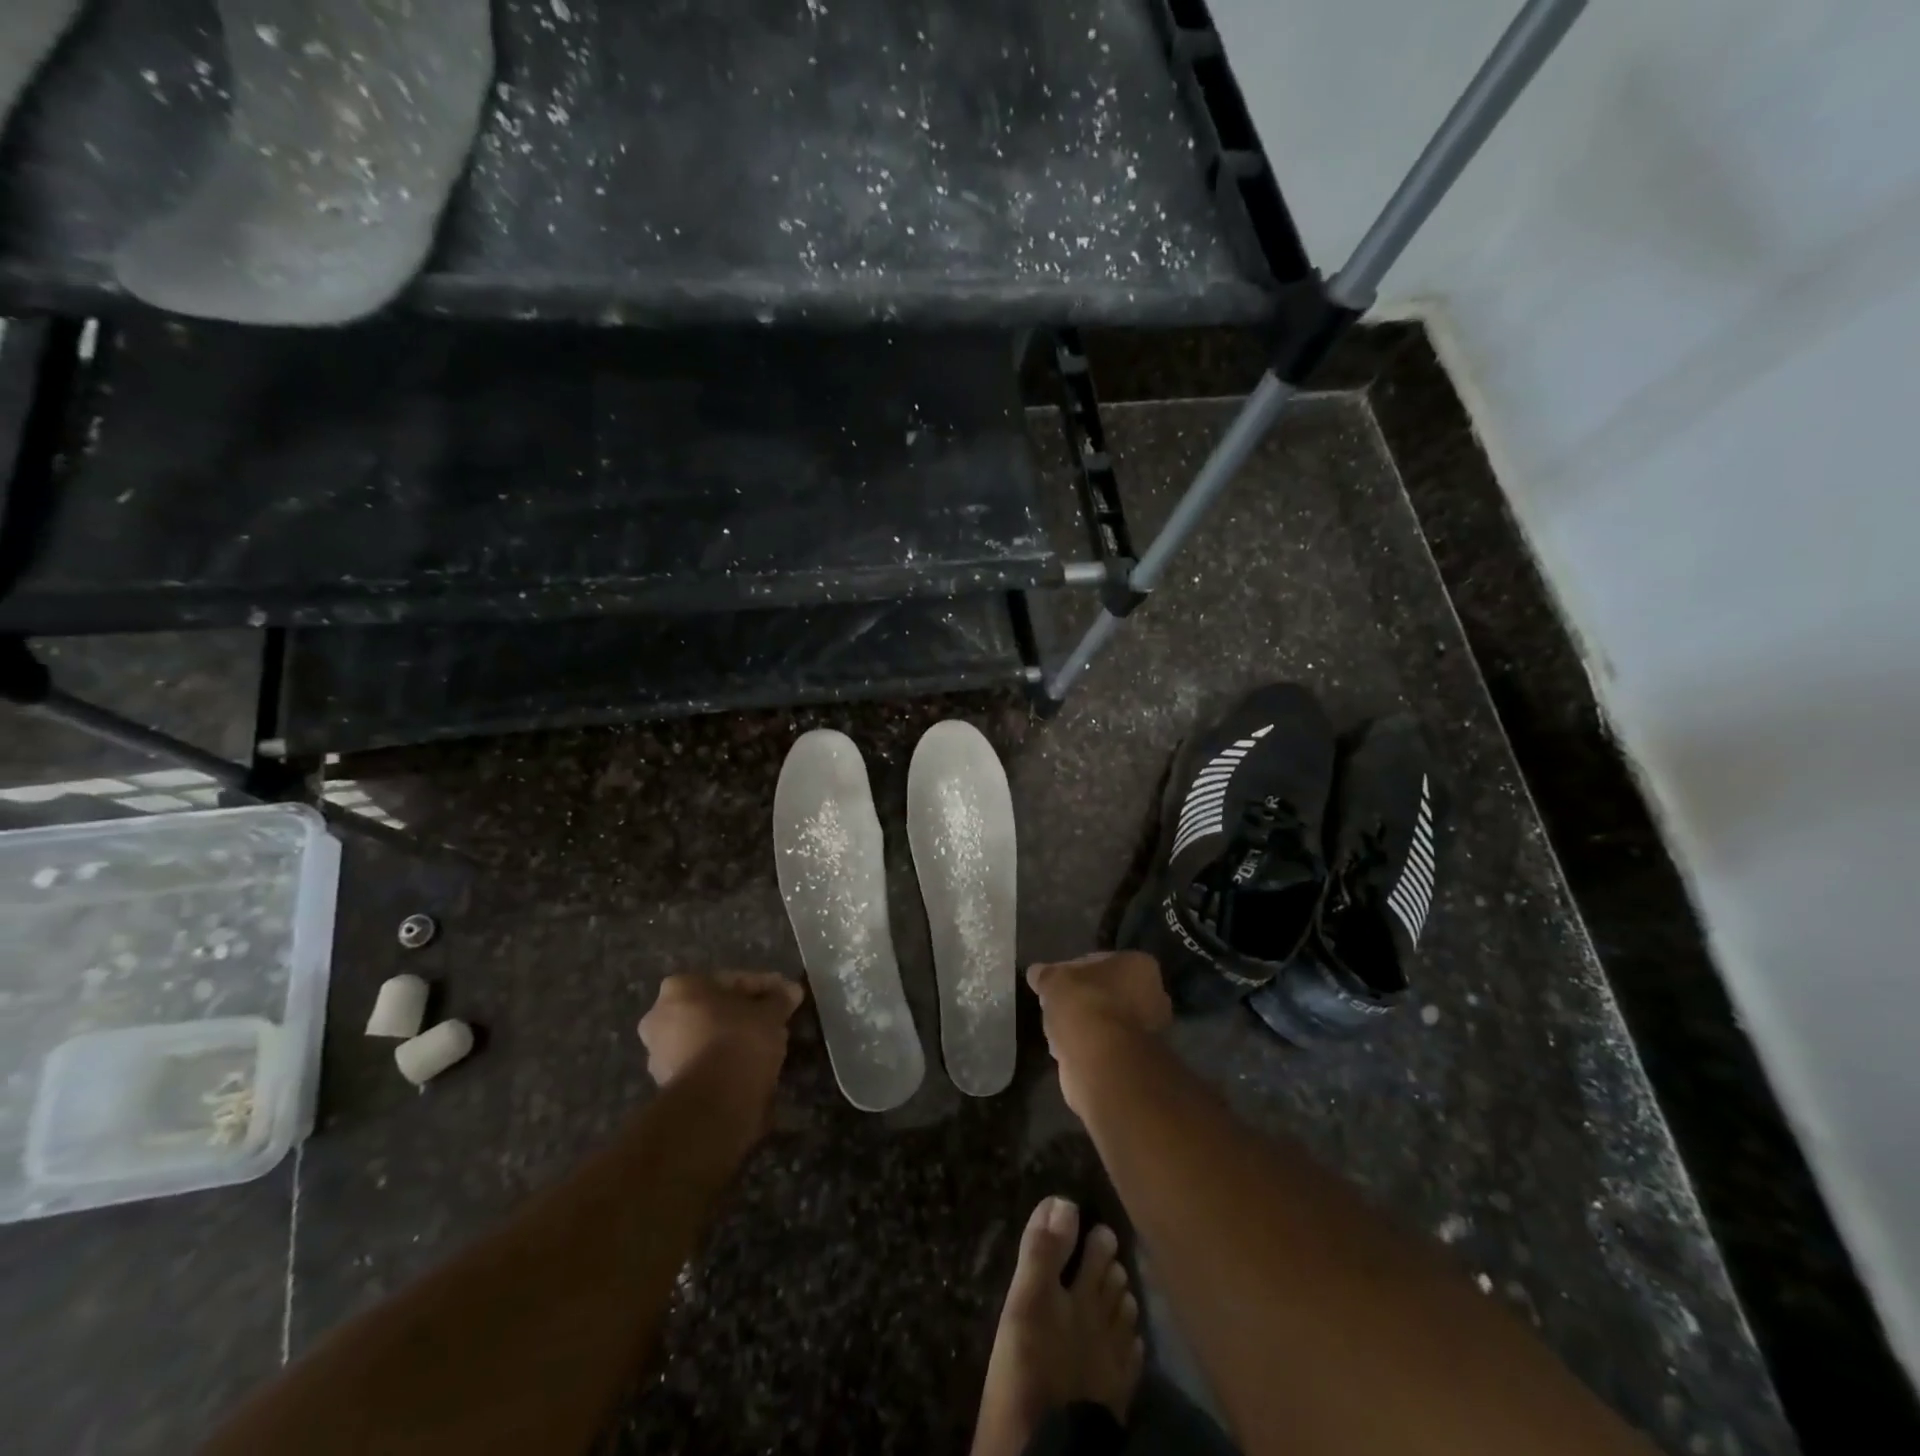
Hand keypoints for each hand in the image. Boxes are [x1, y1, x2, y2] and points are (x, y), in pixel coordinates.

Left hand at [639, 973, 804, 1109]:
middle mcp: (660, 1017)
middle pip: (715, 1009)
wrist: (714, 1103)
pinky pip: (705, 1063)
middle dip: (745, 1014)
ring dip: (735, 1038)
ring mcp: (660, 1054)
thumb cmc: (739, 1040)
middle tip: (775, 1019)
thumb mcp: (770, 1012)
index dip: (765, 987)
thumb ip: (780, 999)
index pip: (732, 981)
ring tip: (768, 1045)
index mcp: (680, 988)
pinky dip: (726, 1062)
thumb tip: (791, 991)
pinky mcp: (669, 1086)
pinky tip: (752, 1066)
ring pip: (708, 1037)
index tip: (787, 995)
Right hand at [1026, 952, 1171, 1115]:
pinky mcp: (1139, 1061)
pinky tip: (1069, 1050)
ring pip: (1109, 1020)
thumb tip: (1036, 972)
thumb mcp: (1054, 980)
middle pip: (1109, 992)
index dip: (1074, 970)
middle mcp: (1155, 995)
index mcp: (1140, 965)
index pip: (1101, 961)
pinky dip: (1091, 1046)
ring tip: (1059, 1030)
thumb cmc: (1084, 1005)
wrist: (1102, 1061)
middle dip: (1085, 998)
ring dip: (1088, 1024)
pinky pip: (1108, 1045)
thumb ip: (1046, 974)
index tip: (1055, 982)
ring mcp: (1151, 1031)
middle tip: (1058, 1005)